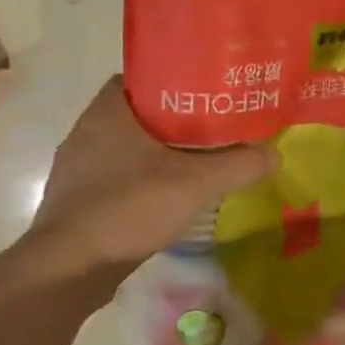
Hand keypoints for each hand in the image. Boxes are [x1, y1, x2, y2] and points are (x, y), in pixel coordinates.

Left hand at [24, 76, 277, 271]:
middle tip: (214, 127)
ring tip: (197, 160)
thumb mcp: (195, 183)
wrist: (68, 269)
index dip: (178, 80)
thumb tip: (275, 154)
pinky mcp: (76, 198)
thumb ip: (238, 165)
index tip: (209, 93)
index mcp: (109, 110)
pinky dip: (141, 178)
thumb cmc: (128, 207)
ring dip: (157, 151)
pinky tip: (166, 195)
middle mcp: (87, 129)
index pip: (145, 76)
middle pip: (140, 112)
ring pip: (127, 146)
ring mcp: (77, 166)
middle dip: (176, 119)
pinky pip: (115, 175)